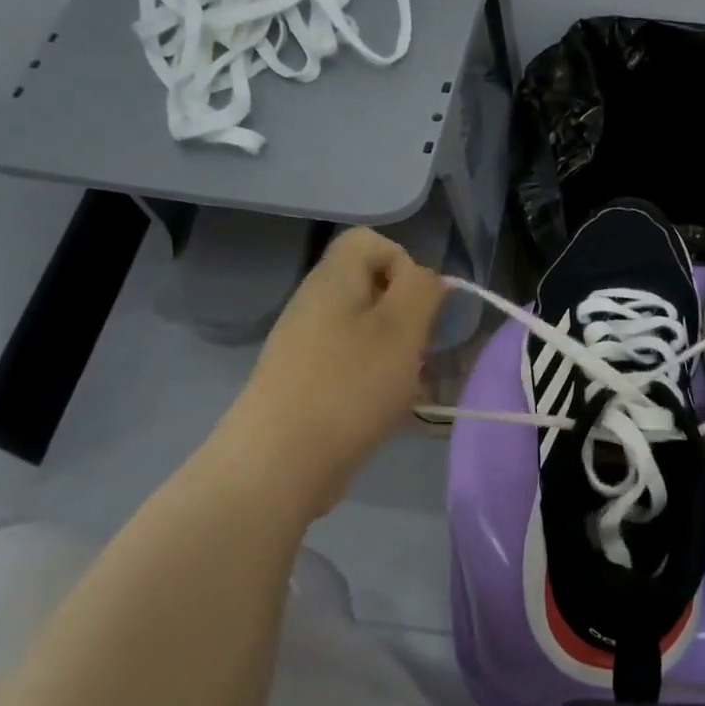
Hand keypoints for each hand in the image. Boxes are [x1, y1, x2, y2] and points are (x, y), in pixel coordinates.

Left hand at [217, 227, 442, 515]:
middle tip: (417, 351)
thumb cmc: (349, 387)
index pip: (371, 241)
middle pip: (372, 288)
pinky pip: (352, 365)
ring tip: (409, 387)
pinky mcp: (306, 384)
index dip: (404, 264)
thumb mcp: (402, 329)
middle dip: (408, 317)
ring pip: (367, 331)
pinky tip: (389, 411)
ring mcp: (307, 347)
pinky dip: (377, 380)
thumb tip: (426, 280)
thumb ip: (422, 290)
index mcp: (333, 281)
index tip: (418, 307)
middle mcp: (315, 306)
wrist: (278, 464)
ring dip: (398, 353)